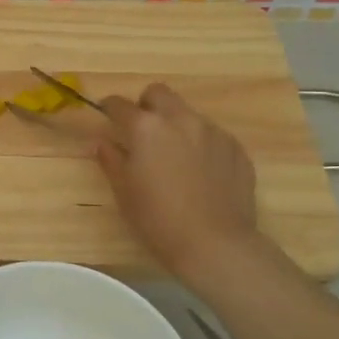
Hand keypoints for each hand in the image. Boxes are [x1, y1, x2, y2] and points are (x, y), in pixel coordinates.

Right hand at [97, 84, 259, 274]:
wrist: (216, 245)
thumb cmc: (158, 220)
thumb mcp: (124, 191)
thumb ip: (111, 159)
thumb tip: (102, 142)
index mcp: (146, 128)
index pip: (120, 104)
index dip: (109, 108)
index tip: (106, 117)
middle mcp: (180, 120)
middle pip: (159, 94)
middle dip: (146, 105)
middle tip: (142, 132)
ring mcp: (212, 132)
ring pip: (187, 114)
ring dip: (175, 125)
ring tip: (174, 157)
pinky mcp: (236, 148)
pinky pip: (211, 135)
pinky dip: (200, 145)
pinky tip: (199, 173)